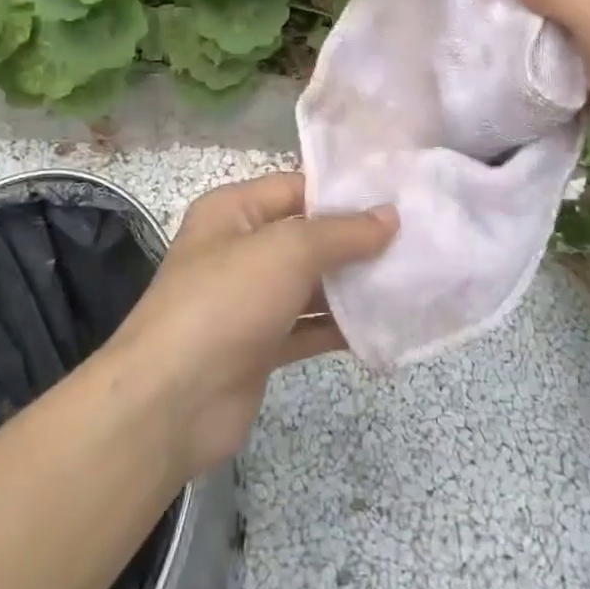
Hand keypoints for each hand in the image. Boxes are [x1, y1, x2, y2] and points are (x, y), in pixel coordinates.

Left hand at [104, 174, 395, 480]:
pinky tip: (385, 328)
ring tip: (412, 279)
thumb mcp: (286, 251)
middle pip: (307, 235)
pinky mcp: (261, 345)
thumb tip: (389, 216)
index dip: (343, 190)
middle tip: (417, 238)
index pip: (296, 186)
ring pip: (311, 283)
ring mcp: (249, 300)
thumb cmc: (226, 301)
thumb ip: (340, 233)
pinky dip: (340, 327)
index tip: (398, 194)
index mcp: (233, 210)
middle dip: (356, 239)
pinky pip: (308, 327)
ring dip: (353, 285)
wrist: (172, 401)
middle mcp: (240, 249)